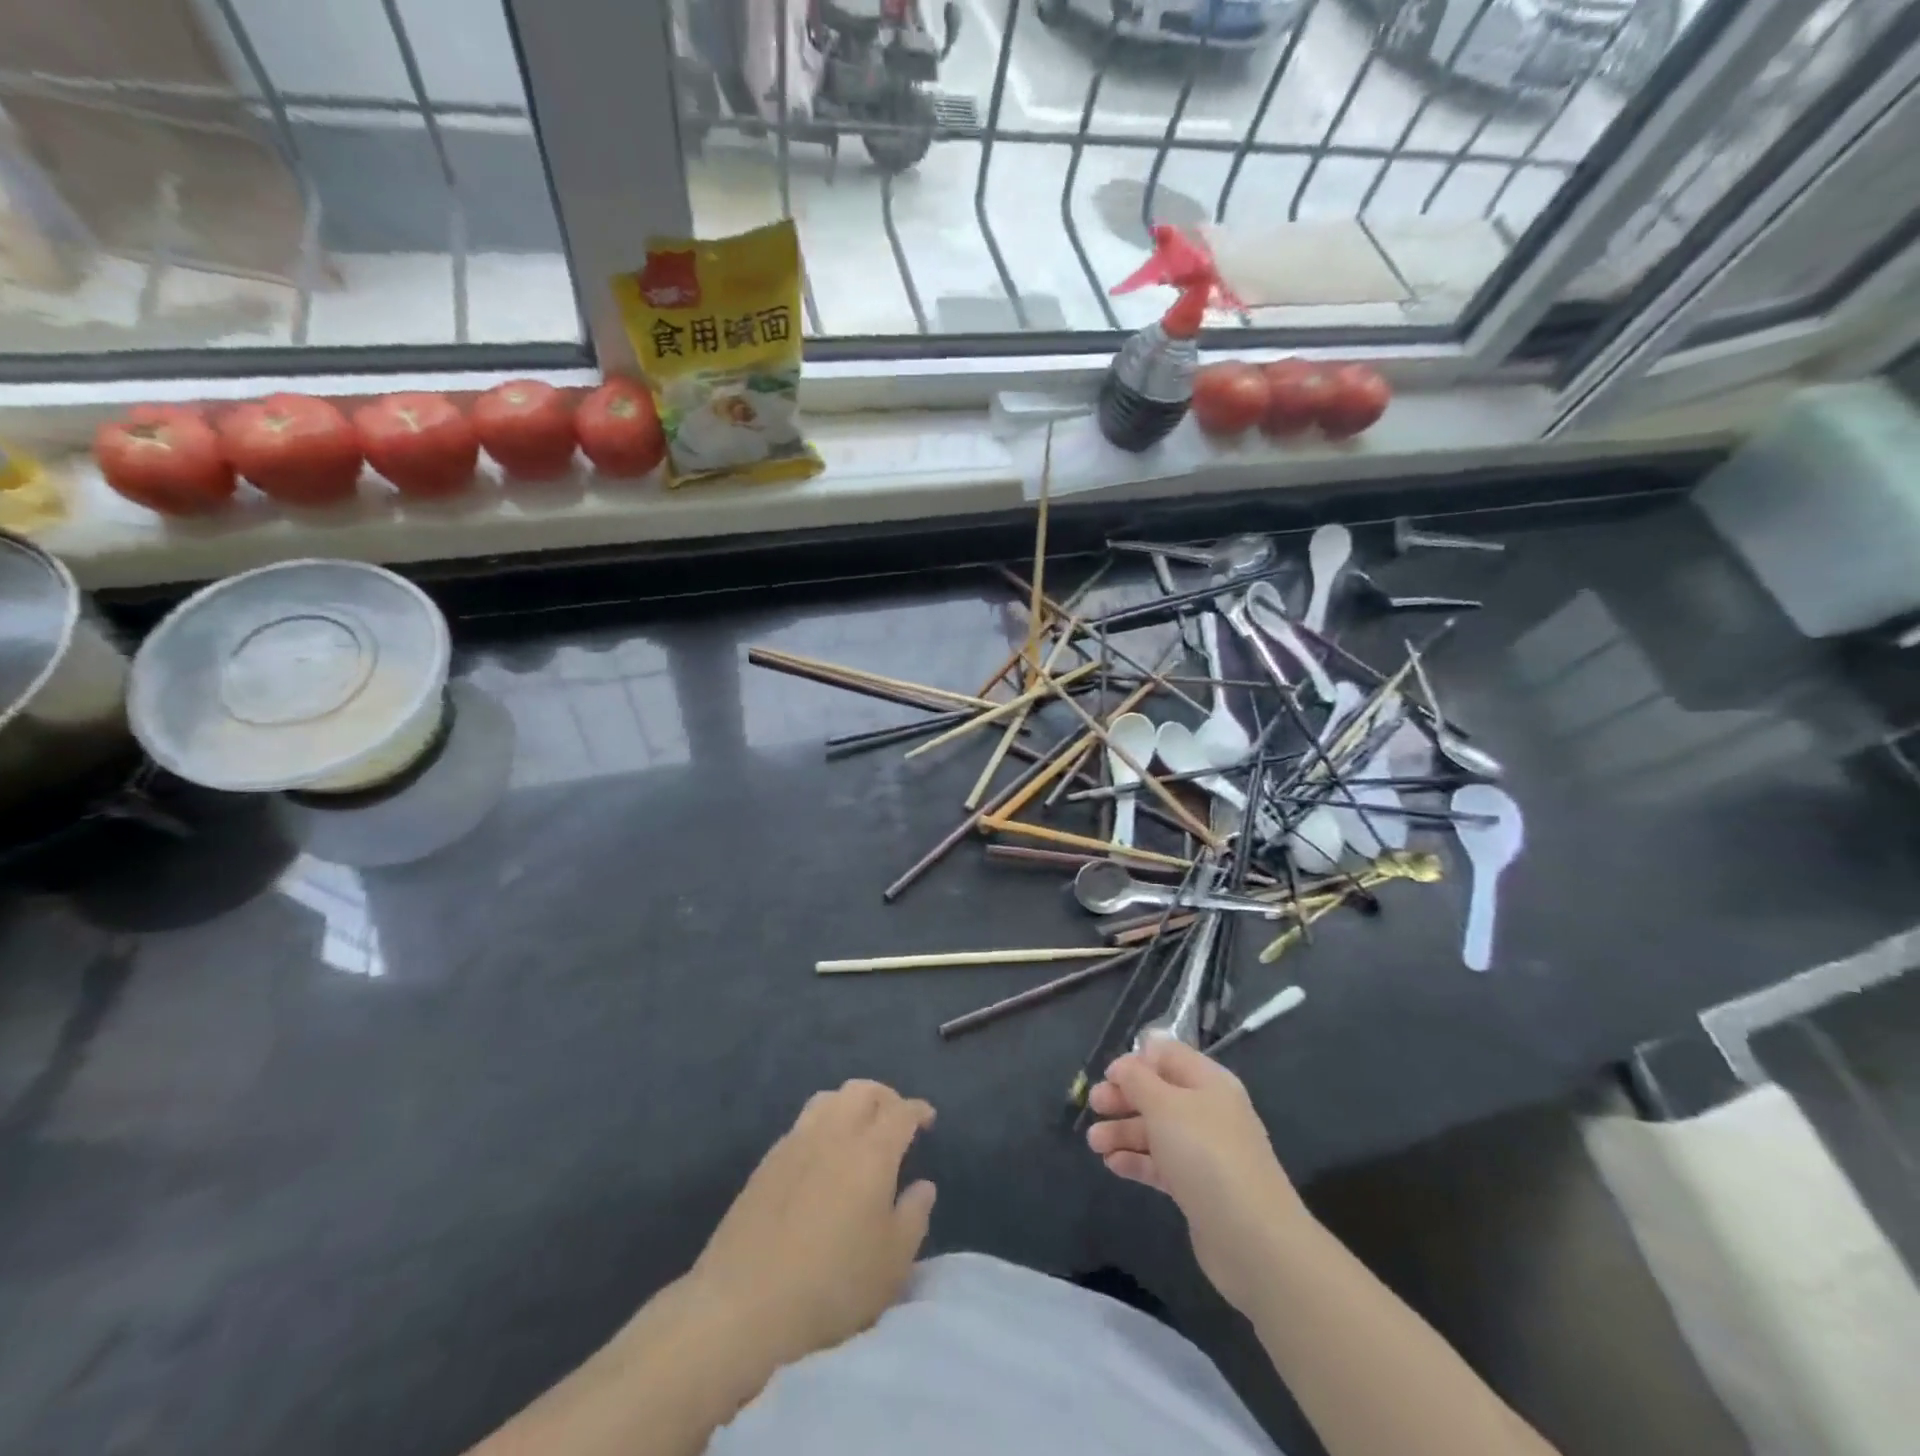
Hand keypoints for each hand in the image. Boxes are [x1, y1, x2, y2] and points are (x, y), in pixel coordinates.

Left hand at [690, 1079, 935, 1367]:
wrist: (743, 1306)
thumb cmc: (832, 1287)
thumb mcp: (892, 1263)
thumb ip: (914, 1216)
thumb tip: (923, 1185)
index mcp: (871, 1151)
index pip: (901, 1111)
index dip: (918, 1110)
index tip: (927, 1120)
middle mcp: (834, 1133)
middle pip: (863, 1090)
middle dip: (885, 1096)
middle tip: (896, 1119)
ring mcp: (795, 1143)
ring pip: (829, 1098)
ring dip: (851, 1103)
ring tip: (859, 1129)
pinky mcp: (767, 1162)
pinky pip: (803, 1122)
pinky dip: (823, 1123)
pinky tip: (823, 1154)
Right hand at [1087, 1036, 1306, 1316]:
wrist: (1253, 1239)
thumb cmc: (1206, 1155)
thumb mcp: (1165, 1106)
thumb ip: (1138, 1080)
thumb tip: (1124, 1064)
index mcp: (1208, 1082)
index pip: (1168, 1056)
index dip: (1137, 1061)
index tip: (1108, 1075)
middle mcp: (1208, 1111)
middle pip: (1159, 1093)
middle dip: (1124, 1097)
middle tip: (1093, 1106)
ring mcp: (1205, 1152)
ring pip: (1156, 1130)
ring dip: (1124, 1131)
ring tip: (1094, 1143)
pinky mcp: (1198, 1187)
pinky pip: (1161, 1164)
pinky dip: (1137, 1160)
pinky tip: (1112, 1165)